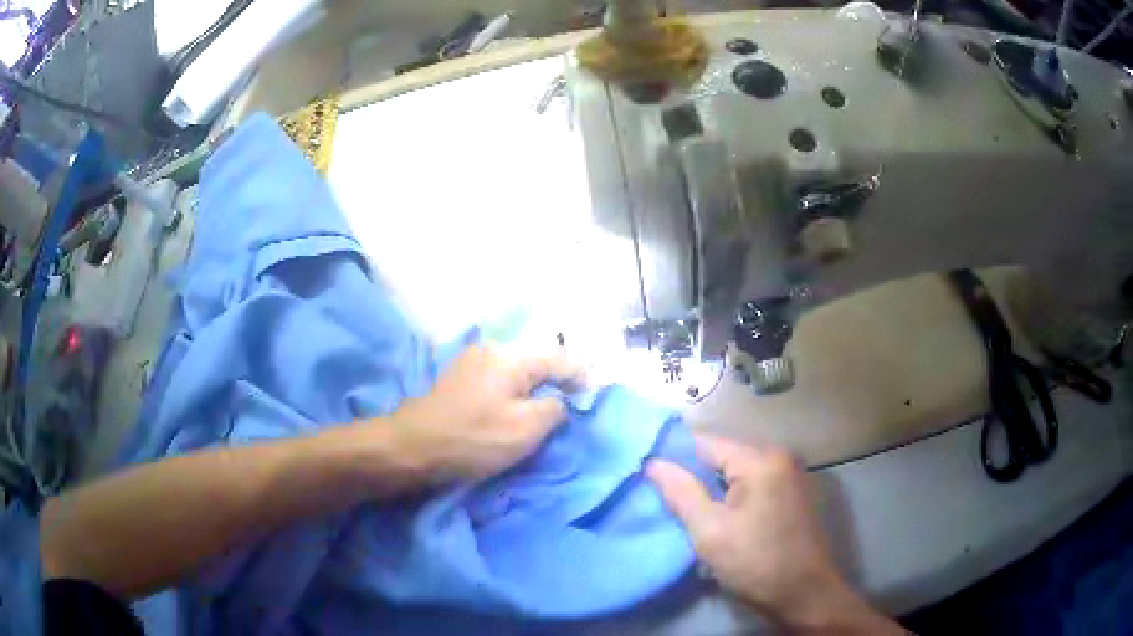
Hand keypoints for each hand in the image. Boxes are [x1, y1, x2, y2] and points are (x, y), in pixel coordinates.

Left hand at [392, 344, 582, 482]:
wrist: (413, 448)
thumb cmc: (473, 439)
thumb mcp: (526, 429)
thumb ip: (555, 409)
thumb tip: (559, 401)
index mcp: (512, 357)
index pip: (560, 360)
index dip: (582, 377)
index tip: (594, 396)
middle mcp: (492, 350)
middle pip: (537, 363)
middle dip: (556, 383)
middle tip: (569, 407)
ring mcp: (471, 362)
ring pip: (516, 372)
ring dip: (532, 390)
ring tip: (543, 412)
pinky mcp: (458, 378)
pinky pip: (498, 380)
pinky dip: (512, 393)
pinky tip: (512, 410)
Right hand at [646, 435, 900, 633]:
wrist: (804, 595)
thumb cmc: (755, 563)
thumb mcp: (710, 531)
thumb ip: (681, 493)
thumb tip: (653, 463)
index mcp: (761, 460)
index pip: (706, 443)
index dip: (675, 457)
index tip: (648, 475)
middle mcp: (779, 457)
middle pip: (723, 456)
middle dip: (695, 476)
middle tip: (667, 500)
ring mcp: (790, 475)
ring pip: (737, 473)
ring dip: (713, 489)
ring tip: (688, 511)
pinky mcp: (793, 494)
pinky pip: (753, 485)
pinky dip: (733, 497)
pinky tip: (719, 518)